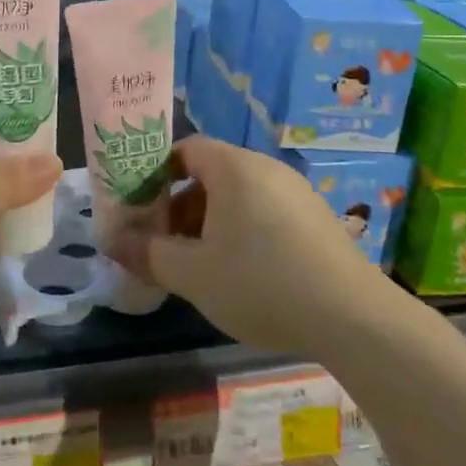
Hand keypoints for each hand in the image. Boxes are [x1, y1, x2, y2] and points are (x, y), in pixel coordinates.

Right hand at [111, 136, 393, 356]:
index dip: (156, 174)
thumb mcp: (193, 275)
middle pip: (211, 173)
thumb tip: (112, 243)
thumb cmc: (260, 283)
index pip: (185, 149)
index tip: (141, 208)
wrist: (352, 316)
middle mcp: (266, 168)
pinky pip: (266, 211)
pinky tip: (245, 274)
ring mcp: (296, 191)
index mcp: (233, 167)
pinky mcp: (316, 218)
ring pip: (240, 195)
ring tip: (201, 264)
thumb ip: (148, 255)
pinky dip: (244, 231)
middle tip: (166, 244)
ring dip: (211, 221)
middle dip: (181, 205)